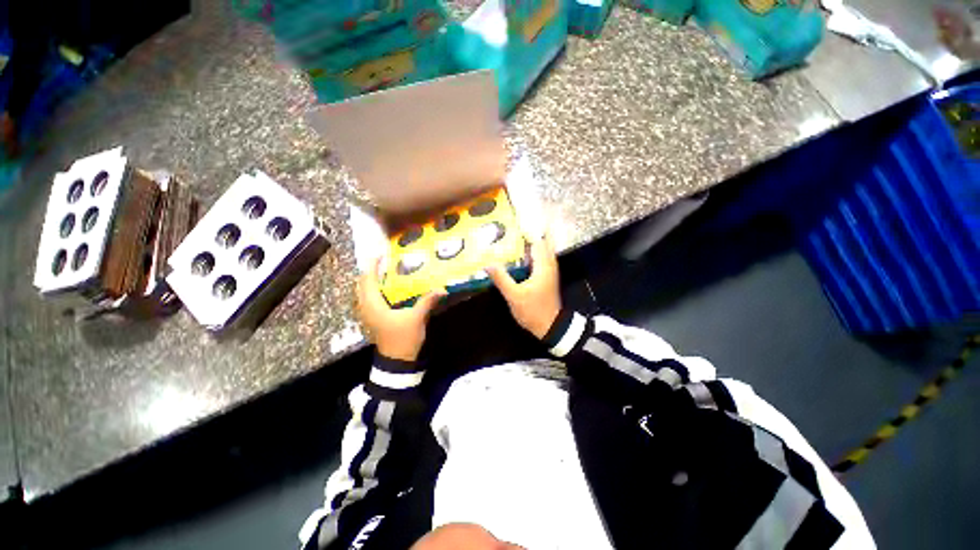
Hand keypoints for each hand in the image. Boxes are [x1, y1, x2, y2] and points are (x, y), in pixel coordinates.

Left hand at [357, 258, 445, 360]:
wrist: (396, 361)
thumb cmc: (403, 338)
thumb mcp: (417, 318)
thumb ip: (427, 301)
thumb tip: (442, 289)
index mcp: (374, 305)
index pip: (369, 281)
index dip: (373, 267)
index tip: (380, 255)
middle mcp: (366, 308)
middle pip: (362, 285)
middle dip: (370, 272)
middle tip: (383, 262)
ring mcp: (367, 315)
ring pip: (363, 293)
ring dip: (371, 281)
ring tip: (384, 272)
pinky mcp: (372, 319)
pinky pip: (368, 300)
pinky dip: (373, 290)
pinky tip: (386, 289)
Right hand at [487, 233, 561, 338]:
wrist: (551, 326)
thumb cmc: (534, 310)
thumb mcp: (514, 296)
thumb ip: (502, 279)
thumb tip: (487, 263)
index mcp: (543, 265)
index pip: (538, 240)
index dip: (527, 229)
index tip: (513, 222)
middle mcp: (549, 264)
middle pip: (542, 241)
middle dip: (529, 233)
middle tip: (511, 229)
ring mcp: (549, 270)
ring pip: (541, 250)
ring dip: (530, 243)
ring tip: (512, 238)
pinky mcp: (547, 277)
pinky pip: (540, 258)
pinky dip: (531, 253)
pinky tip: (517, 256)